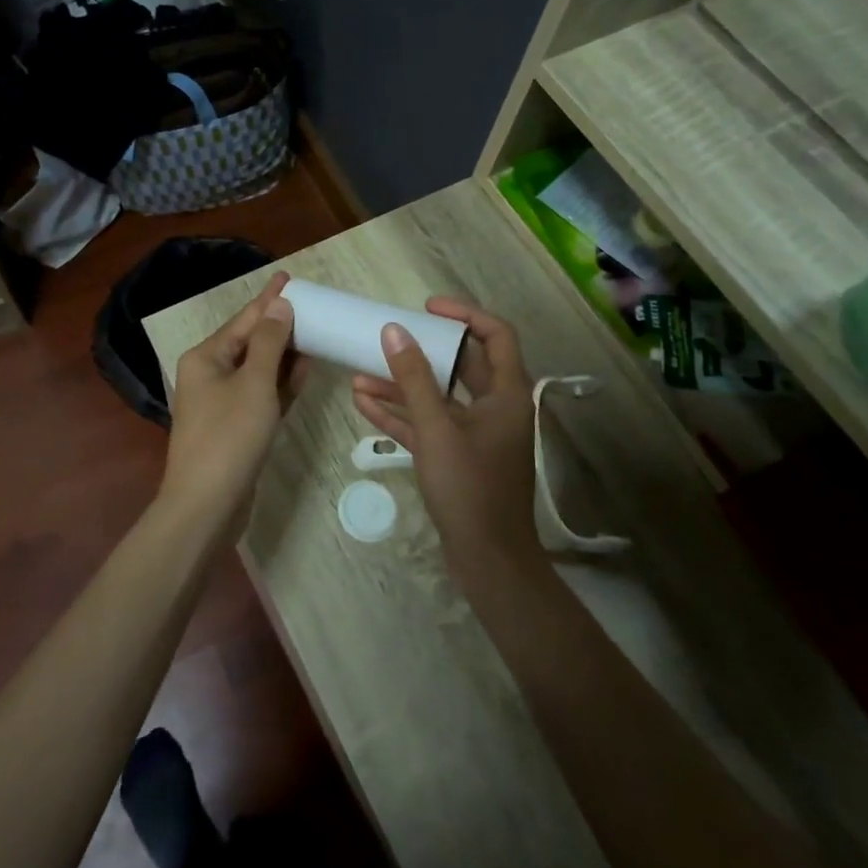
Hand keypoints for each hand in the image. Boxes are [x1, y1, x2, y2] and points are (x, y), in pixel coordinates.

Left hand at [163, 274, 304, 524]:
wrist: (207, 505)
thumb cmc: (229, 437)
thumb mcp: (254, 384)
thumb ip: (269, 343)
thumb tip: (279, 305)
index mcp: (206, 357)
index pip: (244, 319)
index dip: (269, 298)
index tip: (290, 276)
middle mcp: (209, 374)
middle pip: (250, 341)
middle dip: (279, 326)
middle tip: (311, 307)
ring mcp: (221, 402)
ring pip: (257, 369)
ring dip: (283, 354)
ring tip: (314, 334)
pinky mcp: (234, 426)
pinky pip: (260, 394)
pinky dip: (281, 384)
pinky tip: (303, 372)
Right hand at [350, 298, 540, 573]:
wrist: (488, 560)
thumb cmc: (470, 487)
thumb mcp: (437, 428)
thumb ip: (414, 379)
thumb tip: (394, 330)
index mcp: (507, 393)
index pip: (495, 335)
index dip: (464, 314)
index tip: (427, 307)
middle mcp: (495, 407)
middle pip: (461, 365)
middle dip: (423, 351)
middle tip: (390, 336)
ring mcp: (475, 434)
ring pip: (438, 397)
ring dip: (402, 385)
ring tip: (360, 373)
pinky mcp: (457, 457)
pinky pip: (428, 424)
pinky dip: (401, 414)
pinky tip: (364, 402)